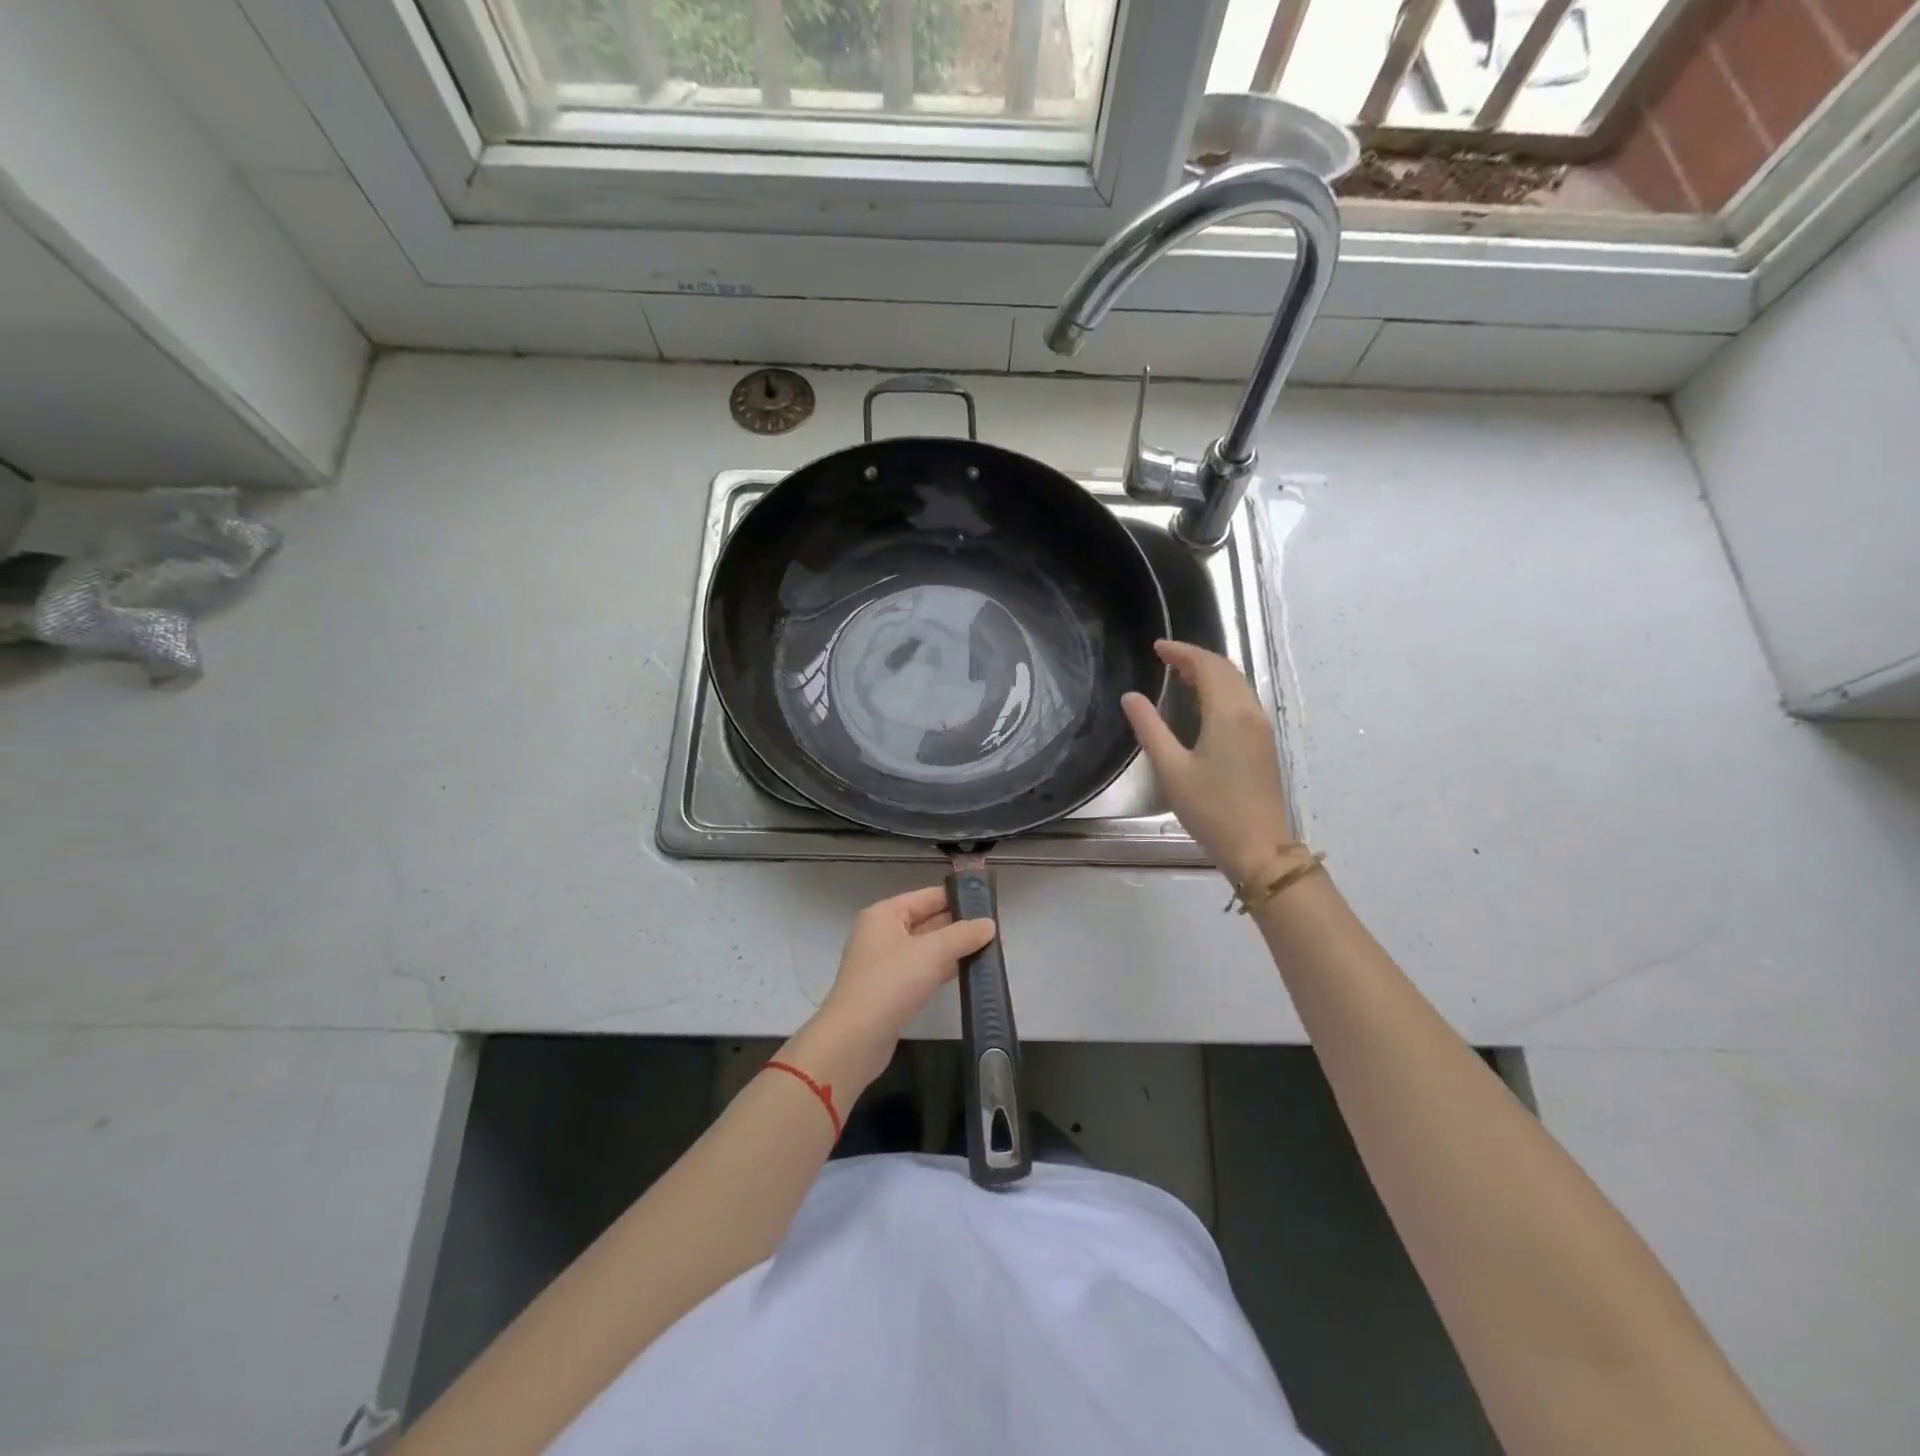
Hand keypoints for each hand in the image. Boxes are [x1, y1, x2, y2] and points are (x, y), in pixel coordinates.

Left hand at [798, 886, 996, 1093]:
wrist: (855, 1038)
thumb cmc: (891, 982)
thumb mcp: (932, 952)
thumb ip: (962, 935)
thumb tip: (989, 924)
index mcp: (884, 914)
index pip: (926, 896)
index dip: (956, 896)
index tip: (987, 900)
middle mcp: (882, 934)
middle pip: (926, 920)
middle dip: (957, 924)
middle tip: (994, 926)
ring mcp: (884, 963)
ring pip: (925, 948)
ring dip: (952, 948)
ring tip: (989, 947)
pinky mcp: (890, 990)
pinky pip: (922, 970)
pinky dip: (942, 969)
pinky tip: (967, 972)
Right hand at [1122, 639, 1291, 885]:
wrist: (1258, 848)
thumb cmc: (1211, 809)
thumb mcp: (1171, 769)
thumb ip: (1149, 728)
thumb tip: (1131, 697)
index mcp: (1228, 713)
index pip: (1207, 666)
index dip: (1181, 652)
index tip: (1157, 647)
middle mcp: (1250, 712)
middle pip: (1226, 670)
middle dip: (1196, 658)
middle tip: (1165, 658)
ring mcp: (1261, 728)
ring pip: (1237, 685)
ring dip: (1209, 674)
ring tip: (1178, 676)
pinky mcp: (1263, 744)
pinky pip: (1241, 701)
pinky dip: (1220, 691)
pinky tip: (1201, 704)